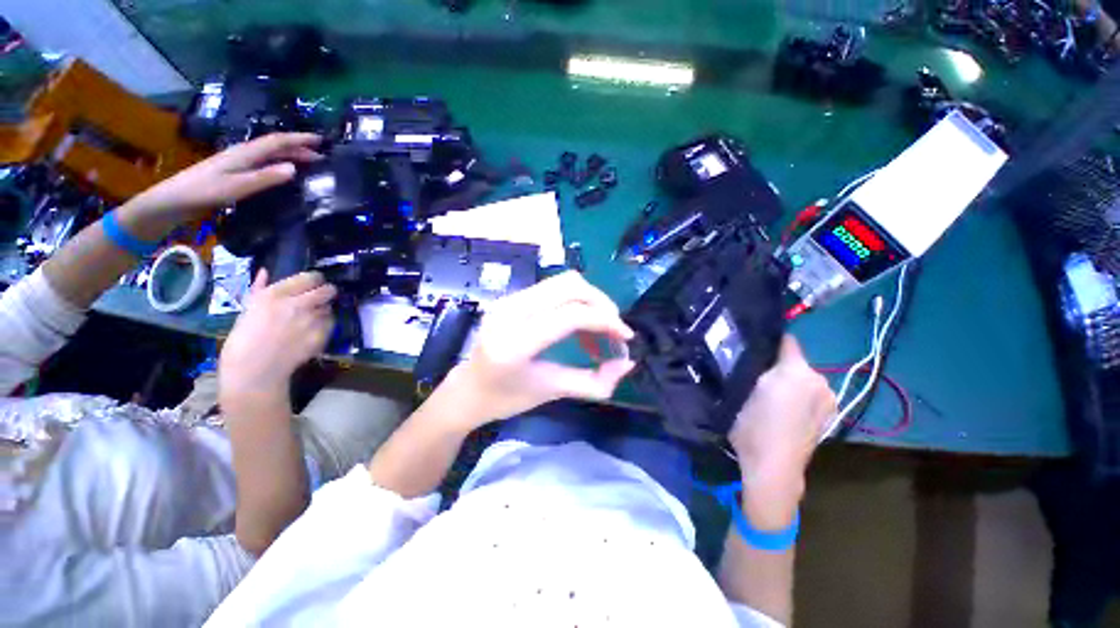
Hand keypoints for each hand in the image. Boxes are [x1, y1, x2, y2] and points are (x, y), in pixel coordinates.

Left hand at [120, 133, 322, 238]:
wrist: (172, 200)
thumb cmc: (204, 192)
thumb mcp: (237, 187)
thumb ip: (265, 178)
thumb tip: (294, 169)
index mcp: (245, 153)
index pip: (277, 141)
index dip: (299, 139)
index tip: (321, 140)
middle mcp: (243, 153)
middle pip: (274, 146)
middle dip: (299, 147)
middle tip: (321, 155)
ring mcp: (237, 161)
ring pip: (269, 153)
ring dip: (290, 155)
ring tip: (308, 162)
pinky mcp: (233, 170)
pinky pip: (263, 162)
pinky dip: (278, 163)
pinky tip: (283, 171)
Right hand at [219, 270, 335, 406]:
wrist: (254, 370)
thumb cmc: (243, 339)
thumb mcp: (247, 309)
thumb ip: (260, 288)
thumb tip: (265, 272)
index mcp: (275, 295)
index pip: (310, 277)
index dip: (314, 279)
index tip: (312, 283)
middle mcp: (298, 304)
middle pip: (328, 290)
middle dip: (326, 291)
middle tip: (320, 297)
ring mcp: (312, 320)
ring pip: (329, 307)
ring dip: (323, 309)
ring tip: (310, 318)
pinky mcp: (322, 335)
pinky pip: (330, 324)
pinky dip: (324, 325)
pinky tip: (311, 331)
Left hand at [445, 271, 634, 427]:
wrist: (467, 389)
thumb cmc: (506, 399)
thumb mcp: (552, 392)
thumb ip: (594, 382)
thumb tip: (628, 364)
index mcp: (515, 343)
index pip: (570, 315)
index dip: (605, 321)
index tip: (626, 337)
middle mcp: (509, 312)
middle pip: (570, 286)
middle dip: (602, 304)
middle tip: (614, 330)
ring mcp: (508, 300)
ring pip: (563, 282)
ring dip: (590, 301)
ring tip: (598, 332)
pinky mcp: (512, 297)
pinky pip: (554, 289)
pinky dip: (576, 303)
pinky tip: (580, 327)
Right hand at [728, 335, 834, 527]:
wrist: (774, 467)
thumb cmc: (752, 426)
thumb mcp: (743, 390)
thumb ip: (752, 368)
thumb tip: (755, 355)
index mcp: (796, 370)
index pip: (787, 341)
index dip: (769, 341)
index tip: (754, 346)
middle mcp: (819, 380)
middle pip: (796, 362)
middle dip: (778, 365)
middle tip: (756, 376)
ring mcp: (828, 399)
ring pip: (804, 379)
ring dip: (789, 381)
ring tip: (769, 396)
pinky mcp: (830, 416)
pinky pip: (811, 394)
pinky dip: (799, 396)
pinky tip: (784, 412)